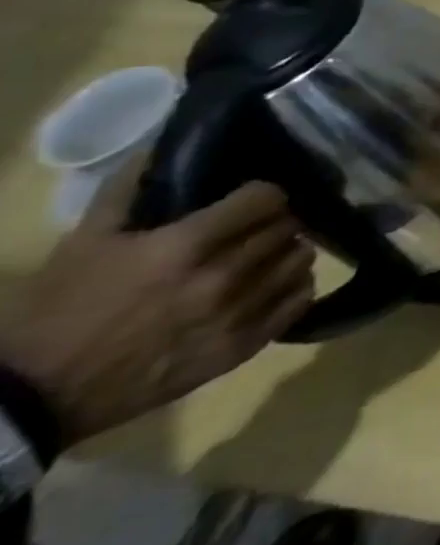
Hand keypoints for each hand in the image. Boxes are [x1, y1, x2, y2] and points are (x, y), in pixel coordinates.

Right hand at [0, 167, 314, 445]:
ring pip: (300, 259)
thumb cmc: (56, 312)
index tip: (251, 198)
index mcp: (185, 246)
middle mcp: (222, 276)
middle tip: (256, 227)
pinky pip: (299, 300)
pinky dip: (293, 286)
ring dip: (287, 251)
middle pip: (286, 227)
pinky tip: (274, 283)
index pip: (267, 198)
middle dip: (274, 221)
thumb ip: (126, 190)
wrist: (34, 397)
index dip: (262, 194)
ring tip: (267, 254)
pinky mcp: (244, 347)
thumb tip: (158, 147)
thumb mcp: (84, 243)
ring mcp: (238, 313)